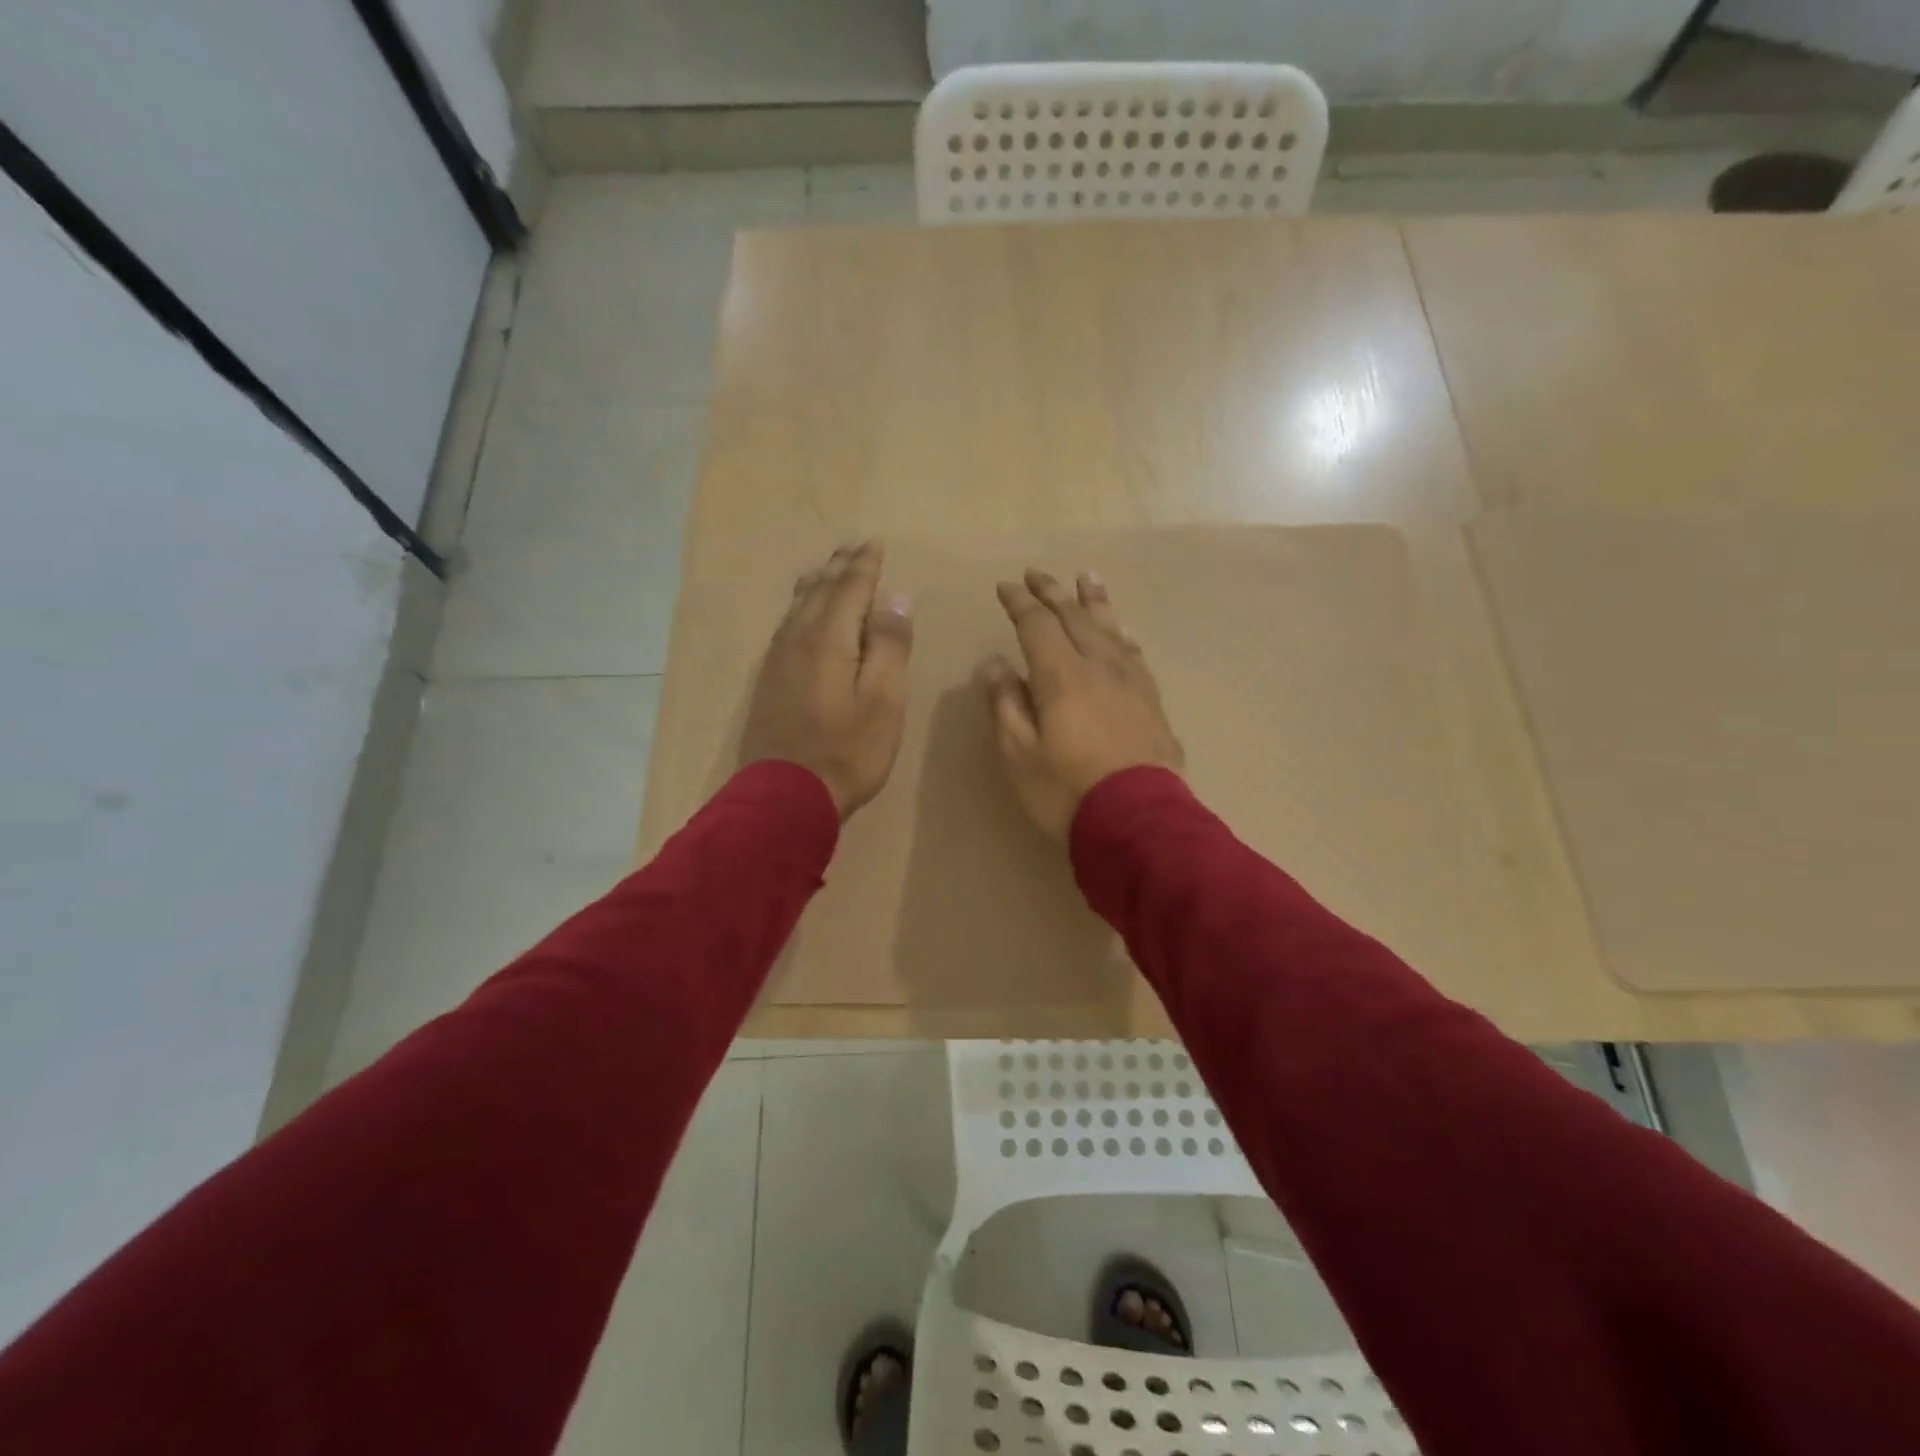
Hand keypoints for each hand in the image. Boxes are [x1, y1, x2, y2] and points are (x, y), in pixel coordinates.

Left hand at [740, 542, 913, 820]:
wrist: (785, 796)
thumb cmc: (847, 750)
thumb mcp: (884, 700)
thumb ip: (890, 646)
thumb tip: (895, 597)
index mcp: (829, 638)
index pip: (849, 588)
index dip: (864, 566)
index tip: (874, 544)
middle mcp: (798, 639)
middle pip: (820, 592)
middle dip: (839, 567)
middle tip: (852, 546)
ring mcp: (778, 661)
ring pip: (798, 608)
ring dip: (816, 584)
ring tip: (826, 569)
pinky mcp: (769, 682)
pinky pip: (786, 628)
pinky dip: (800, 610)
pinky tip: (801, 616)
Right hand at [979, 568, 1182, 839]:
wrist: (1139, 820)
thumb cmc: (1067, 790)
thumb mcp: (1019, 753)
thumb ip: (1006, 704)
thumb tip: (995, 664)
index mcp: (1061, 675)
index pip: (1036, 624)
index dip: (1019, 603)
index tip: (1005, 587)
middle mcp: (1098, 666)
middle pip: (1074, 616)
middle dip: (1052, 593)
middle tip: (1036, 574)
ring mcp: (1131, 681)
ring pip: (1110, 627)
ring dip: (1094, 600)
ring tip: (1087, 577)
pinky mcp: (1152, 699)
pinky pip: (1134, 652)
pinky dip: (1121, 633)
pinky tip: (1122, 632)